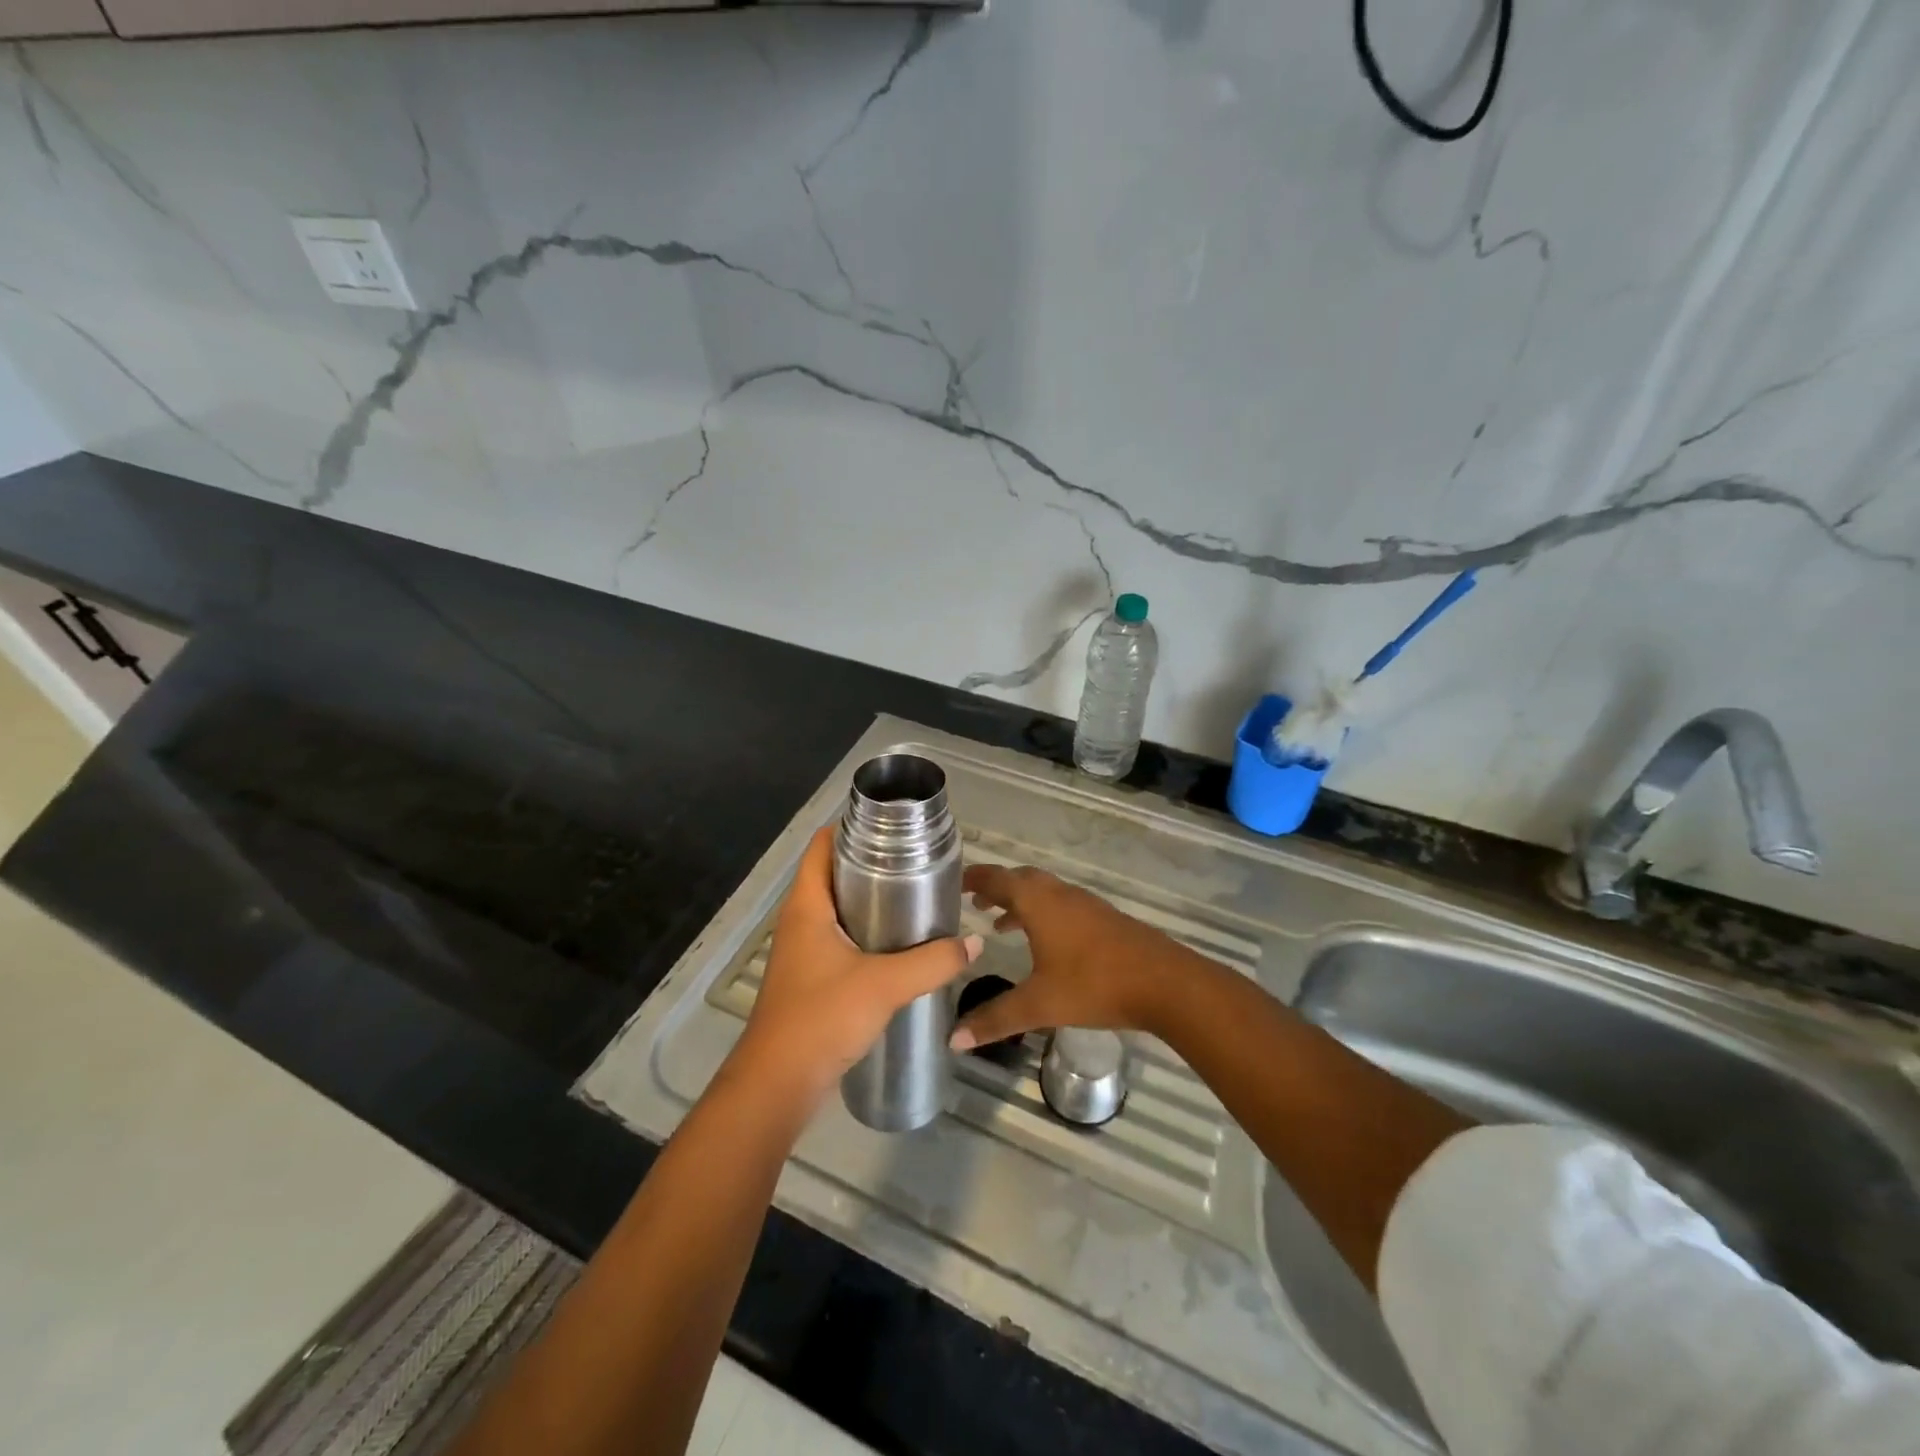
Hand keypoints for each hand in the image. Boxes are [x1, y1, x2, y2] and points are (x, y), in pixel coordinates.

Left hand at [731, 826, 980, 1108]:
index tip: (892, 825)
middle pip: (833, 874)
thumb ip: (932, 962)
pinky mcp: (811, 978)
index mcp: (807, 905)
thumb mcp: (884, 985)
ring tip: (915, 897)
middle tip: (916, 861)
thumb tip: (974, 942)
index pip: (821, 846)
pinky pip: (840, 939)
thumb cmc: (821, 1018)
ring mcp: (803, 951)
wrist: (778, 1085)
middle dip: (871, 863)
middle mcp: (800, 920)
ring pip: (838, 909)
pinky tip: (899, 945)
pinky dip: (866, 932)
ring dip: (871, 900)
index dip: (851, 827)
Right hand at [950, 863, 1184, 1049]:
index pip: (998, 879)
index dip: (975, 879)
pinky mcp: (1104, 918)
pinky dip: (1043, 913)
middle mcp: (1059, 894)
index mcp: (1038, 903)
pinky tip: (1046, 944)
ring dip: (1021, 901)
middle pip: (1021, 879)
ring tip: (1000, 924)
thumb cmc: (1094, 985)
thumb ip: (996, 1019)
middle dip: (997, 888)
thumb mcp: (1039, 1005)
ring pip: (1044, 891)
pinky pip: (1062, 904)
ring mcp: (1085, 904)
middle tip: (974, 903)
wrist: (1164, 983)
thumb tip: (953, 1038)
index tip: (956, 883)